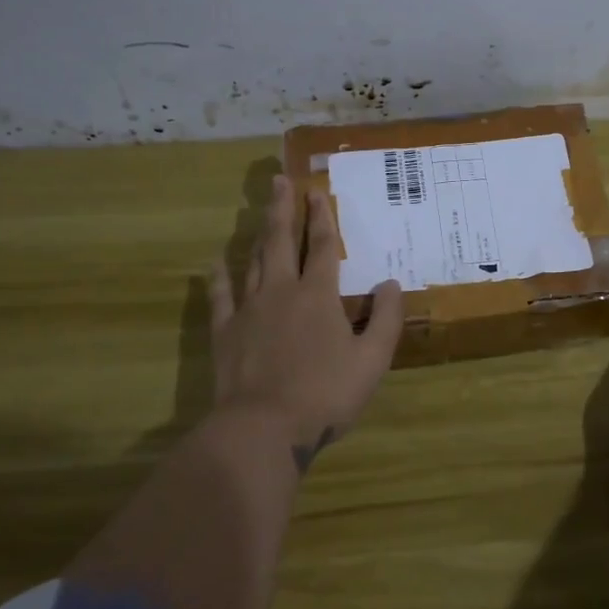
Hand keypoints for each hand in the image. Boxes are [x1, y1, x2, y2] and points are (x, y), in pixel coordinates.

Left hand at [209, 174, 402, 469]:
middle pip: (280, 241)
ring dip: (257, 235)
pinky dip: (220, 277)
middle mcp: (281, 291)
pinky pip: (221, 296)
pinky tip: (217, 263)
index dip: (321, 217)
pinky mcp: (225, 332)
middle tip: (279, 181)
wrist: (264, 427)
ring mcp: (248, 310)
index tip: (316, 191)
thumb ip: (385, 319)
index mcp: (318, 295)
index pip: (321, 246)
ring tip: (258, 213)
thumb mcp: (372, 360)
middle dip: (282, 209)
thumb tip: (390, 283)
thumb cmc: (325, 394)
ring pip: (252, 262)